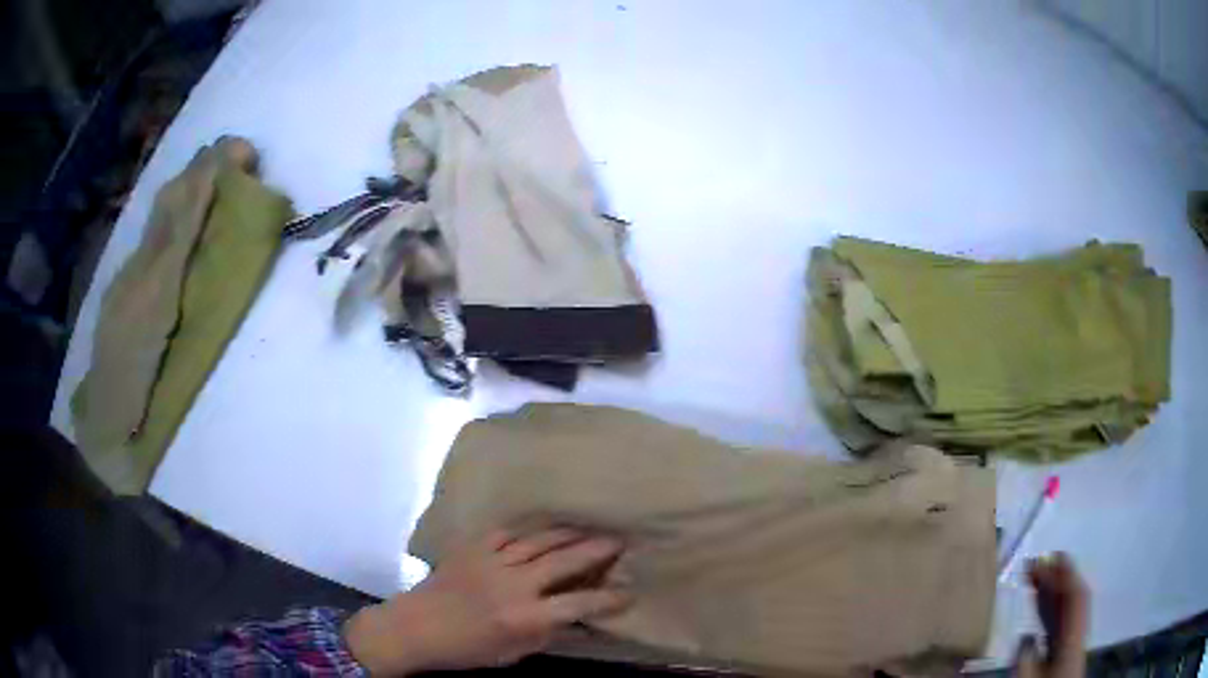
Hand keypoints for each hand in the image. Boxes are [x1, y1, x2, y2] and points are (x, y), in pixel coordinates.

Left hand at [344, 528, 630, 675]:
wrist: (416, 627)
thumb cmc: (466, 649)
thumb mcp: (512, 653)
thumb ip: (548, 635)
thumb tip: (579, 624)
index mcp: (525, 616)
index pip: (579, 604)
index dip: (608, 598)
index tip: (628, 592)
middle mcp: (514, 584)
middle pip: (565, 560)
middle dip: (597, 550)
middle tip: (619, 541)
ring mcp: (492, 560)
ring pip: (539, 540)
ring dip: (568, 533)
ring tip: (589, 528)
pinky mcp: (473, 547)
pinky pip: (508, 532)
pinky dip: (529, 529)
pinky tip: (542, 527)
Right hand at [1016, 552, 1088, 677]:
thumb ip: (1025, 662)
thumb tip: (1025, 638)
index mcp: (1073, 640)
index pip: (1074, 598)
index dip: (1064, 575)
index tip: (1051, 556)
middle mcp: (1076, 636)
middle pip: (1071, 601)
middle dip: (1057, 579)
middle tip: (1039, 562)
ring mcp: (1071, 646)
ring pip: (1065, 613)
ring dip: (1053, 594)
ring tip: (1037, 579)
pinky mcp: (1063, 657)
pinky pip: (1059, 627)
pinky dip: (1050, 613)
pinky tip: (1038, 614)